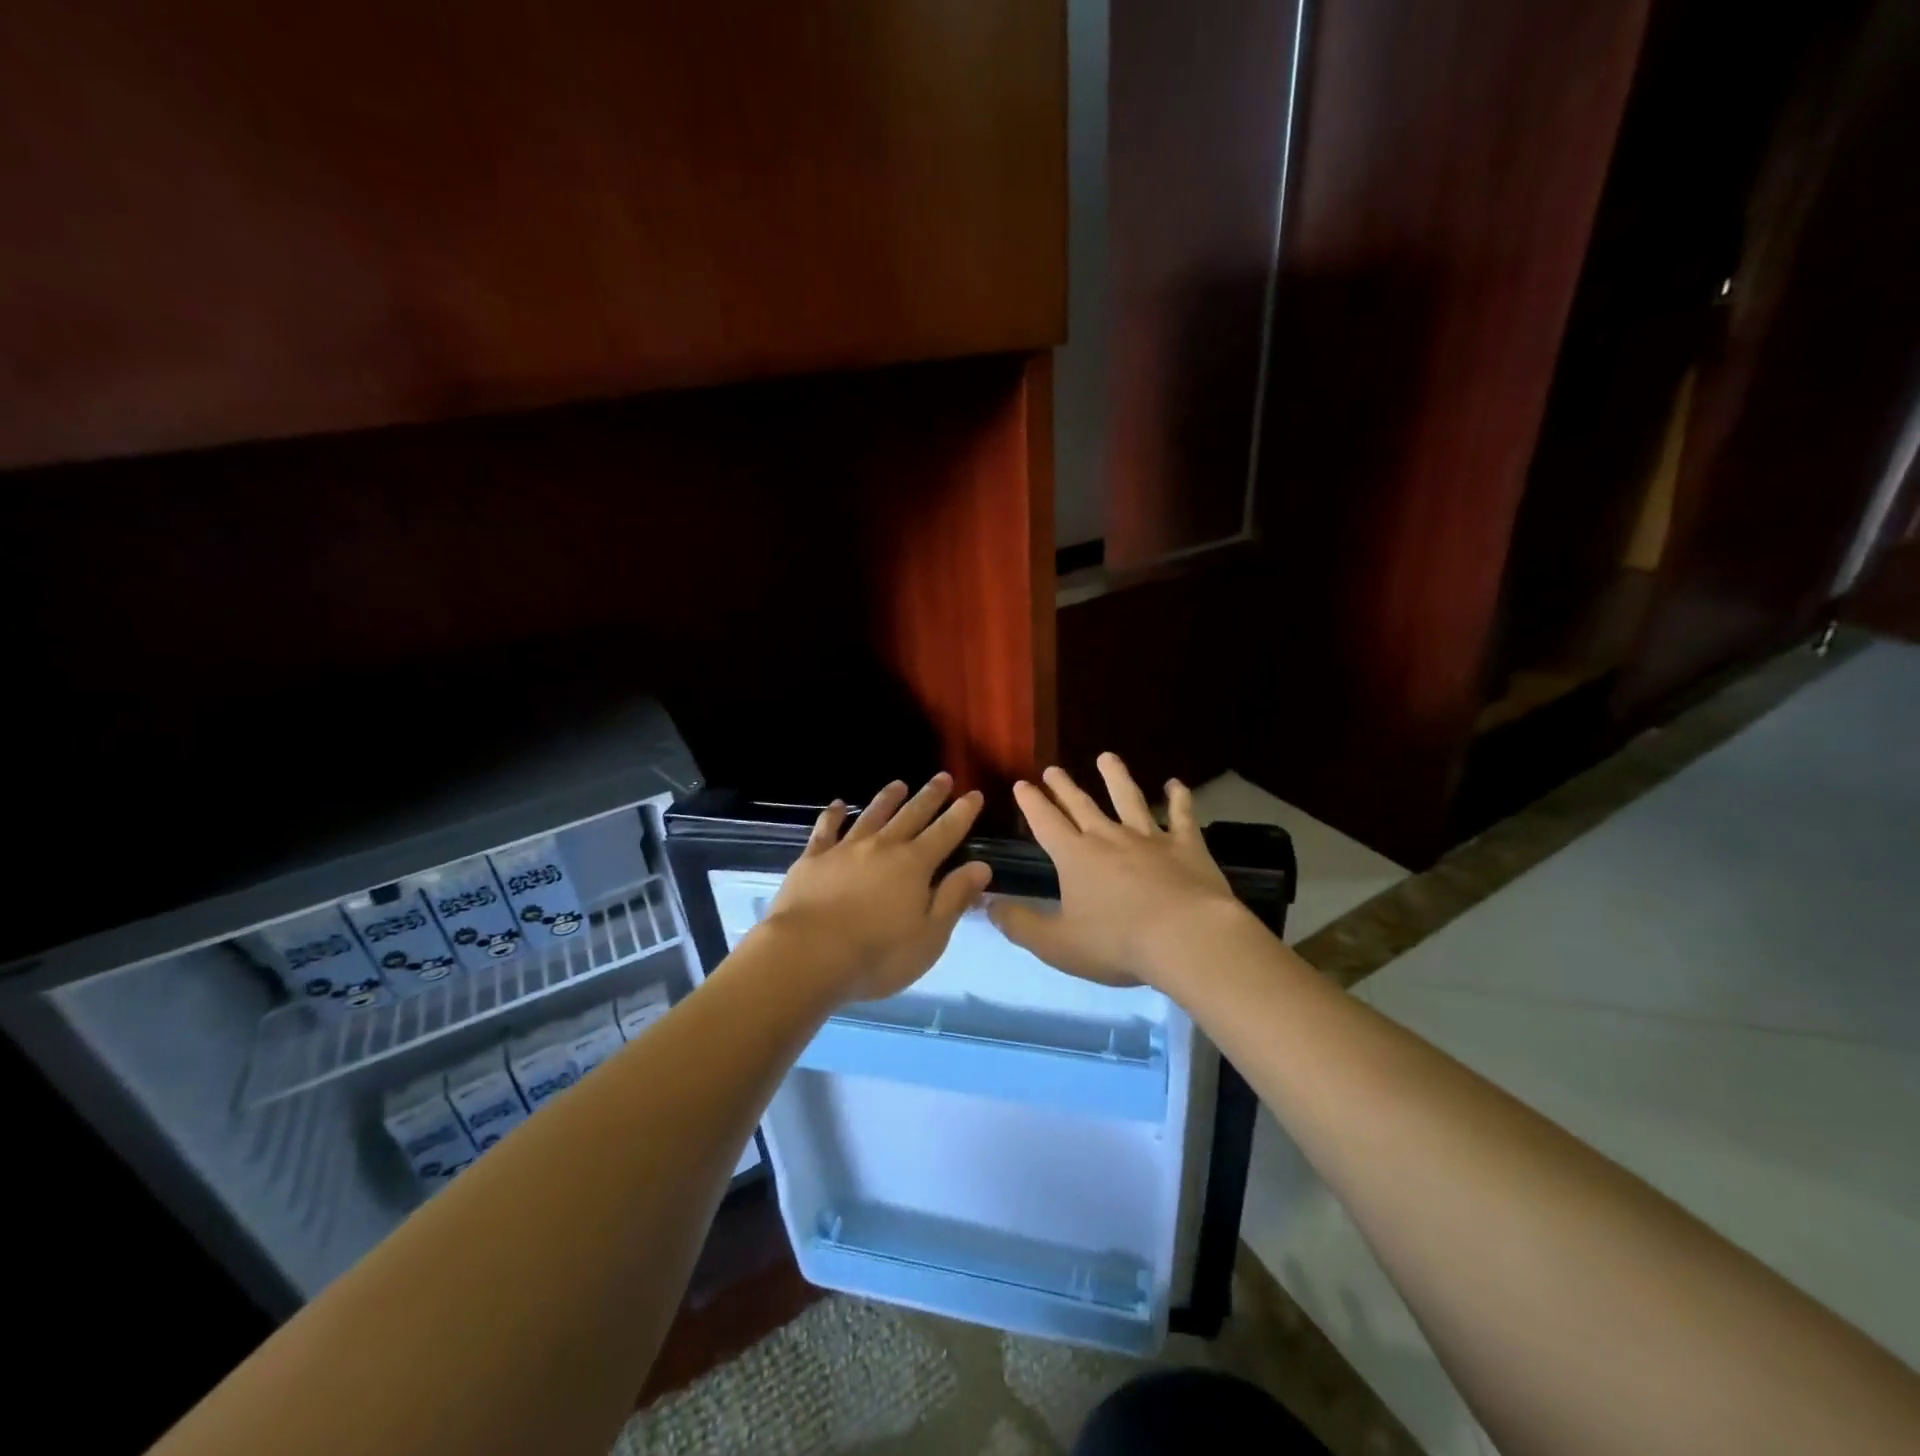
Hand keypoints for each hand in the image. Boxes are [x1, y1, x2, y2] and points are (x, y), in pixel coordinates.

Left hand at [759, 773, 992, 1003]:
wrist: (807, 955)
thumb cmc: (877, 954)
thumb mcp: (930, 935)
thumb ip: (954, 898)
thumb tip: (981, 866)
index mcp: (914, 865)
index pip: (946, 832)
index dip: (962, 813)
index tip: (974, 794)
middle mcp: (883, 847)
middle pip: (911, 815)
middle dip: (930, 796)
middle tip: (943, 777)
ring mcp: (845, 849)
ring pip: (872, 815)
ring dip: (888, 798)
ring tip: (899, 784)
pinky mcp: (813, 859)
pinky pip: (826, 829)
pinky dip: (833, 815)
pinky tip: (837, 805)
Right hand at [990, 753, 1245, 988]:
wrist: (1185, 937)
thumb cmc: (1116, 943)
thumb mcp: (1056, 944)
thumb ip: (1020, 924)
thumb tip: (987, 904)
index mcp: (1075, 857)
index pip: (1046, 823)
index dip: (1031, 804)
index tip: (1021, 784)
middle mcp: (1108, 838)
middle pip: (1081, 806)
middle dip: (1064, 787)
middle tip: (1053, 769)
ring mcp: (1149, 838)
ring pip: (1128, 799)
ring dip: (1115, 777)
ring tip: (1107, 757)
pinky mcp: (1186, 846)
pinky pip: (1181, 815)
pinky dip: (1179, 798)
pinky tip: (1176, 784)